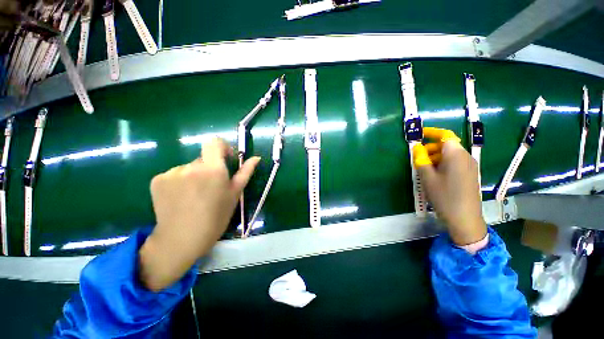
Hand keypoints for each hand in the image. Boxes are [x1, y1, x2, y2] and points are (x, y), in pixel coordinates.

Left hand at [140, 138, 259, 290]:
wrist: (182, 239)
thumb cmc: (216, 217)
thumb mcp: (235, 194)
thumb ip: (245, 172)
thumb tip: (256, 158)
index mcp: (213, 169)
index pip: (215, 142)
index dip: (222, 147)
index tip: (226, 160)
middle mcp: (191, 166)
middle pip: (203, 158)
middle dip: (210, 167)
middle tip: (212, 187)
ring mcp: (171, 172)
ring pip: (189, 167)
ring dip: (195, 175)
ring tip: (195, 195)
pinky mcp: (157, 180)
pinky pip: (174, 174)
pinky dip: (180, 181)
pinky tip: (181, 197)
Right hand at [412, 127, 486, 245]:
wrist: (465, 218)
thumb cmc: (444, 196)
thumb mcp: (428, 177)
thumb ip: (421, 160)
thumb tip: (417, 148)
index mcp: (456, 155)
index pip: (445, 136)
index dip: (432, 132)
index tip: (420, 134)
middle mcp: (466, 157)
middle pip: (448, 145)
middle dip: (432, 147)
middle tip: (418, 157)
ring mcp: (470, 166)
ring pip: (451, 154)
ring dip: (436, 156)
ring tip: (424, 168)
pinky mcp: (470, 174)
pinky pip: (455, 162)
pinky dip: (443, 163)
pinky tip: (435, 175)